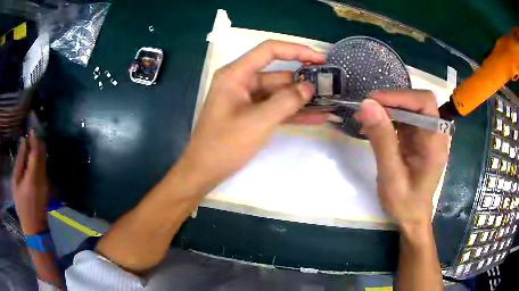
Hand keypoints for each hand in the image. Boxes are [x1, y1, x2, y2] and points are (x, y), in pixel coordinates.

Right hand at [11, 130, 50, 234]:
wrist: (34, 229)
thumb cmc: (21, 206)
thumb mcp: (15, 183)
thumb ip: (19, 162)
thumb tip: (23, 142)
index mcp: (32, 178)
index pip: (36, 152)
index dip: (34, 139)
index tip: (31, 130)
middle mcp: (42, 178)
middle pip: (43, 154)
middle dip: (38, 142)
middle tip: (30, 136)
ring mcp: (47, 183)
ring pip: (44, 160)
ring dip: (39, 150)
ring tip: (30, 145)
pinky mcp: (47, 186)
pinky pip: (44, 167)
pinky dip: (39, 159)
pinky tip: (32, 159)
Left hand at [179, 40, 325, 186]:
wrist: (205, 171)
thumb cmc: (224, 144)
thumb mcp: (258, 121)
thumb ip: (286, 101)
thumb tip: (309, 87)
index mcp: (236, 74)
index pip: (269, 51)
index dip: (296, 50)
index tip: (319, 59)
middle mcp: (242, 82)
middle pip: (278, 74)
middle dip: (304, 81)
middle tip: (331, 87)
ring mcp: (248, 99)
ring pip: (280, 93)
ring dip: (303, 99)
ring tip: (330, 102)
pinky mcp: (253, 115)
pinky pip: (276, 109)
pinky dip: (294, 113)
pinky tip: (317, 117)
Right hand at [354, 90, 448, 229]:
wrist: (412, 217)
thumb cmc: (405, 203)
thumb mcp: (391, 175)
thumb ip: (382, 140)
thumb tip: (367, 105)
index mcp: (435, 143)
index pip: (425, 103)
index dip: (401, 96)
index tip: (374, 101)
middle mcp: (434, 134)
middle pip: (417, 102)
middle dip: (392, 101)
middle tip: (366, 110)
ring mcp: (427, 135)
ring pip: (409, 108)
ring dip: (387, 109)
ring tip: (365, 118)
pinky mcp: (418, 139)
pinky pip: (404, 119)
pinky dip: (388, 118)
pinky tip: (374, 126)